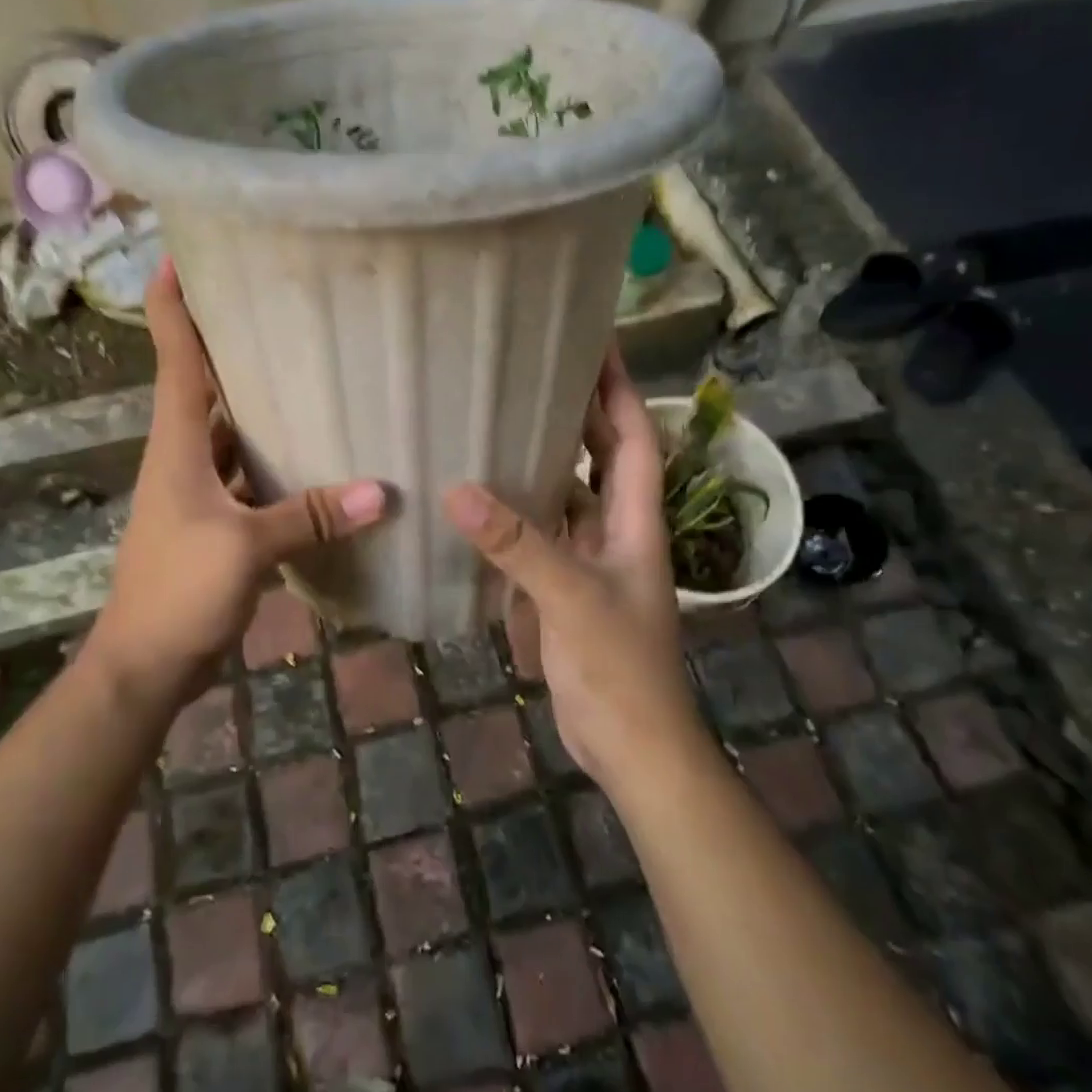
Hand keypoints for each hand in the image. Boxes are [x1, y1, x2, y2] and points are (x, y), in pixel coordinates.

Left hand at [84, 261, 386, 716]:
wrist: (145, 663)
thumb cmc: (178, 590)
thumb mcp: (247, 548)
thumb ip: (311, 516)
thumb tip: (384, 492)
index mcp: (177, 443)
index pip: (173, 358)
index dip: (170, 305)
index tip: (177, 256)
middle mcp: (184, 455)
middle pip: (203, 384)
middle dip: (228, 342)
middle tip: (273, 302)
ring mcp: (198, 490)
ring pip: (230, 430)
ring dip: (257, 403)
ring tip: (307, 367)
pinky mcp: (215, 521)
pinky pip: (247, 473)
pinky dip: (274, 459)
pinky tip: (314, 453)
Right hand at [442, 349, 703, 789]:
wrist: (632, 747)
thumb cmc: (619, 668)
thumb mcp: (571, 598)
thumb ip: (518, 545)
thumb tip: (457, 491)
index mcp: (634, 521)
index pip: (634, 437)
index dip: (619, 389)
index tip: (596, 343)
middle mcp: (616, 531)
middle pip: (601, 457)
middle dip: (579, 412)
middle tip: (535, 369)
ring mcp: (590, 560)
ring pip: (568, 494)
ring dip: (544, 460)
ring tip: (502, 421)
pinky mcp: (565, 587)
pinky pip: (542, 533)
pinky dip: (519, 511)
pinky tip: (483, 497)